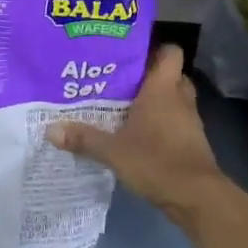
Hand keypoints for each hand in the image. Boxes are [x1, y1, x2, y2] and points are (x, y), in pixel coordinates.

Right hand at [47, 45, 229, 220]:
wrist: (197, 197)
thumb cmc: (156, 161)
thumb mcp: (113, 151)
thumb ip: (83, 138)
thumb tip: (50, 129)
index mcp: (163, 89)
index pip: (169, 52)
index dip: (153, 49)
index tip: (129, 54)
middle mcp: (180, 98)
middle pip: (170, 75)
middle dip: (149, 76)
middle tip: (121, 81)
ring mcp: (190, 120)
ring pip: (174, 99)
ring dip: (156, 101)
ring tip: (125, 106)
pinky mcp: (192, 141)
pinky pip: (176, 121)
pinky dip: (162, 123)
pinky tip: (139, 134)